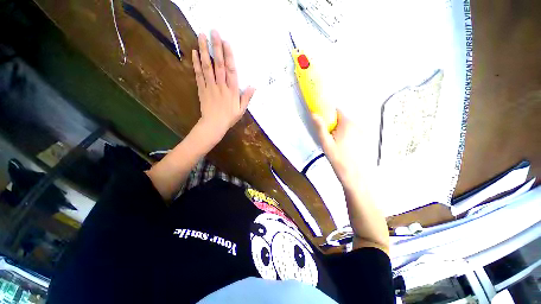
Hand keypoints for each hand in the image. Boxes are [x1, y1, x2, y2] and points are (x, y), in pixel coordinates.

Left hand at [192, 30, 254, 141]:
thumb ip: (246, 97)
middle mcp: (221, 85)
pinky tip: (195, 53)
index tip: (226, 42)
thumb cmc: (229, 118)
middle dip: (216, 47)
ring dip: (204, 51)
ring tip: (201, 36)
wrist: (214, 124)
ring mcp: (210, 86)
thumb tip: (253, 86)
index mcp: (232, 90)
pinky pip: (199, 75)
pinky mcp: (201, 89)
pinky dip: (196, 63)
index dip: (229, 56)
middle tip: (213, 31)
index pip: (231, 70)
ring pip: (207, 66)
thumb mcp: (241, 110)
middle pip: (219, 64)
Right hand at [312, 110, 362, 185]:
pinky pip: (353, 133)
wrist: (356, 176)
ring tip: (335, 144)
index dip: (328, 114)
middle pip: (343, 119)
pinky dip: (347, 136)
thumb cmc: (339, 159)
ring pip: (348, 126)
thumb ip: (320, 128)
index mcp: (347, 124)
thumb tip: (314, 114)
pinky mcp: (365, 140)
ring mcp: (363, 133)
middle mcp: (357, 125)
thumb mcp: (326, 143)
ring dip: (340, 131)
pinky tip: (344, 148)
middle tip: (327, 137)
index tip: (322, 123)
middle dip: (334, 124)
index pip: (337, 110)